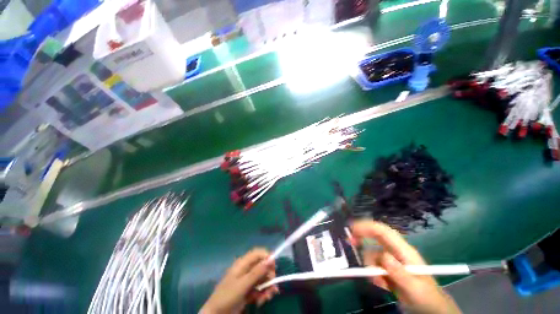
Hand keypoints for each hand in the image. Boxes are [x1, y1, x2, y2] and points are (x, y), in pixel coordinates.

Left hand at [200, 248, 278, 313]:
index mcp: (243, 263)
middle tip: (272, 287)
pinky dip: (263, 294)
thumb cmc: (227, 296)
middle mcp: (247, 269)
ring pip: (263, 278)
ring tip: (267, 298)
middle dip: (269, 277)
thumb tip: (270, 260)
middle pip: (263, 266)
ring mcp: (248, 280)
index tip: (274, 267)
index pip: (258, 253)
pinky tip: (261, 302)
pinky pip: (260, 288)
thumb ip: (257, 272)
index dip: (267, 257)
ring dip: (267, 288)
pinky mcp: (249, 290)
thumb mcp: (243, 284)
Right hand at [351, 220, 460, 313]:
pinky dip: (374, 274)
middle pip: (375, 236)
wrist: (431, 309)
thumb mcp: (414, 288)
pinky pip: (374, 266)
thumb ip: (399, 273)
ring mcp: (392, 260)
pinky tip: (382, 284)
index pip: (383, 231)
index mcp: (404, 251)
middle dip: (362, 237)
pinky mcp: (388, 269)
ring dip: (371, 267)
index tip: (352, 228)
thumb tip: (383, 257)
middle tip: (350, 242)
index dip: (366, 226)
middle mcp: (396, 251)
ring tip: (379, 282)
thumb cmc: (426, 297)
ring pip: (372, 254)